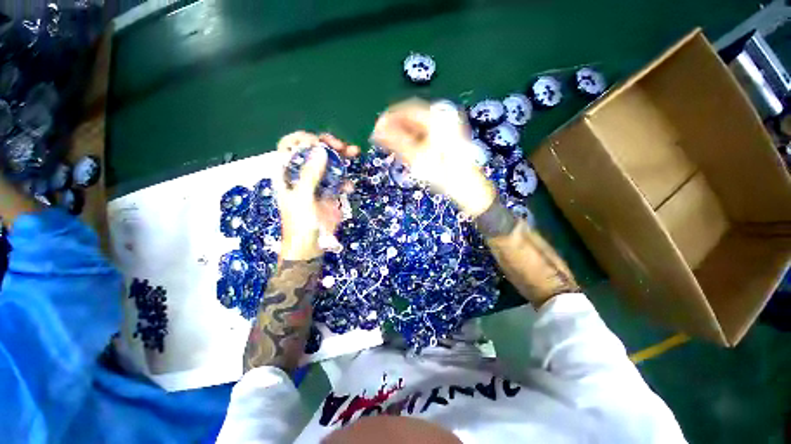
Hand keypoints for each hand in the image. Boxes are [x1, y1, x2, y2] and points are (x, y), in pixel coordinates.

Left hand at [273, 132, 359, 260]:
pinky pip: (339, 179)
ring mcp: (317, 182)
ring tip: (354, 153)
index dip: (304, 139)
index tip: (319, 144)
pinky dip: (346, 180)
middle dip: (328, 145)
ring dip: (342, 156)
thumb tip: (320, 149)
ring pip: (329, 162)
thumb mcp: (303, 198)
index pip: (290, 145)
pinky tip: (349, 188)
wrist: (311, 245)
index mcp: (287, 172)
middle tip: (342, 146)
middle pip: (313, 150)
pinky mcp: (330, 191)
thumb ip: (310, 174)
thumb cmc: (300, 223)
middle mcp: (302, 173)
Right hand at [372, 98, 495, 216]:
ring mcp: (447, 126)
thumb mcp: (416, 157)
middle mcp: (443, 116)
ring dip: (403, 132)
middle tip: (381, 138)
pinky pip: (426, 132)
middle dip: (395, 126)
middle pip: (413, 116)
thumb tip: (377, 130)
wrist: (468, 187)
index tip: (376, 128)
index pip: (407, 109)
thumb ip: (395, 141)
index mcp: (437, 117)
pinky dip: (414, 138)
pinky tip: (405, 147)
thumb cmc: (443, 173)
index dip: (389, 117)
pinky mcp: (448, 136)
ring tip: (390, 144)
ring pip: (419, 125)